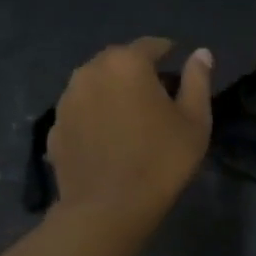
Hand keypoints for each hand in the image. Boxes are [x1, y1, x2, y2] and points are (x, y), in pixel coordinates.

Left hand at [48, 38, 212, 232]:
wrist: (107, 210)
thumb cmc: (160, 160)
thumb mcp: (195, 120)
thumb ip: (198, 81)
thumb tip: (201, 53)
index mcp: (126, 63)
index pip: (151, 45)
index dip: (169, 53)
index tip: (179, 69)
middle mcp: (90, 71)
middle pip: (119, 61)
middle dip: (138, 72)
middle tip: (158, 96)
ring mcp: (67, 100)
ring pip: (96, 85)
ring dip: (113, 93)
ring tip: (130, 118)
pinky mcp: (54, 128)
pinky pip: (81, 112)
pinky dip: (94, 117)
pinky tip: (108, 140)